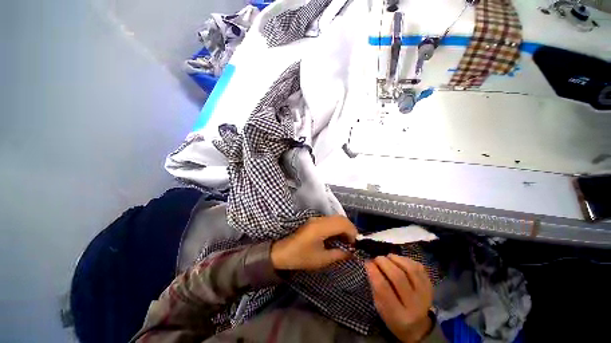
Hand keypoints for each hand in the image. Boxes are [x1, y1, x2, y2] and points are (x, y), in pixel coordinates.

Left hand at [271, 216, 357, 270]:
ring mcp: (316, 219)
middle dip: (350, 229)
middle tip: (352, 242)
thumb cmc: (300, 257)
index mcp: (321, 227)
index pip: (342, 223)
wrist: (282, 252)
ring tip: (346, 241)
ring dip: (344, 227)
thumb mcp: (321, 260)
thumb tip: (351, 252)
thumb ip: (338, 254)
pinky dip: (337, 226)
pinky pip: (330, 220)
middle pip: (340, 217)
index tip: (355, 244)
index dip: (352, 232)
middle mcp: (319, 219)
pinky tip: (337, 237)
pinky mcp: (314, 221)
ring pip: (336, 218)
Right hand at [365, 255, 433, 342]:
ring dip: (396, 259)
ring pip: (410, 269)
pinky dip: (406, 260)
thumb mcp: (380, 308)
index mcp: (398, 315)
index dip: (373, 271)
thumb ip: (375, 287)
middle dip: (384, 262)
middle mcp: (414, 305)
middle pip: (398, 277)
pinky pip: (419, 267)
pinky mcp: (430, 286)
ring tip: (387, 257)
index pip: (383, 288)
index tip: (367, 262)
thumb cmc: (394, 317)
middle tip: (376, 258)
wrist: (419, 327)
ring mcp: (425, 295)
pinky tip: (398, 260)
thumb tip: (370, 264)